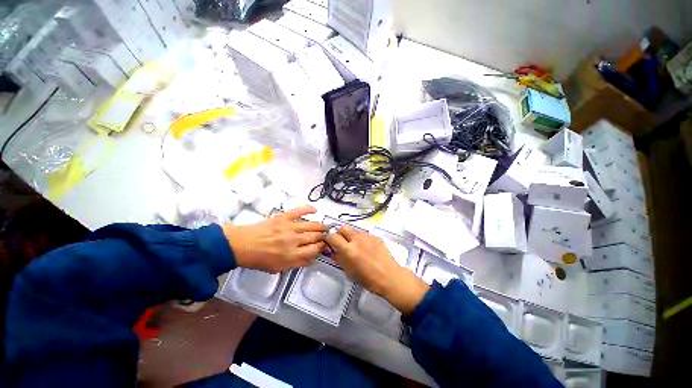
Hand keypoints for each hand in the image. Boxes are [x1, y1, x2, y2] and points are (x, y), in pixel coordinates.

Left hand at [222, 205, 326, 272]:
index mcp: (291, 255)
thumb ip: (297, 264)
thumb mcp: (279, 268)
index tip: (325, 246)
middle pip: (315, 237)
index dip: (322, 247)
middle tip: (327, 236)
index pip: (314, 250)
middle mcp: (293, 241)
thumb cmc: (259, 259)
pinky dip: (308, 209)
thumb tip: (313, 258)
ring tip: (326, 226)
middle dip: (323, 236)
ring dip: (320, 226)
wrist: (241, 245)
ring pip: (311, 225)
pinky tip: (315, 209)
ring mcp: (289, 227)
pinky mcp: (283, 217)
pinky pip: (299, 211)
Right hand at [326, 226, 428, 314]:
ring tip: (355, 245)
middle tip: (342, 242)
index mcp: (348, 249)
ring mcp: (367, 236)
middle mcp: (357, 239)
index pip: (332, 236)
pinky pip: (364, 234)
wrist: (389, 277)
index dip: (329, 238)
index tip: (329, 242)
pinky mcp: (375, 236)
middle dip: (340, 233)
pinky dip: (361, 238)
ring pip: (354, 230)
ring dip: (351, 235)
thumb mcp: (349, 271)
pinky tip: (366, 248)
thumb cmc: (368, 279)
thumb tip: (332, 250)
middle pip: (343, 228)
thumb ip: (339, 258)